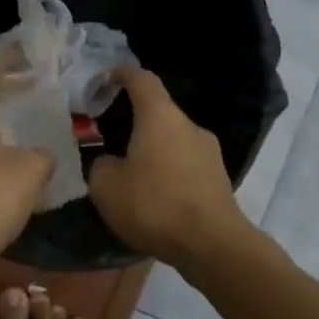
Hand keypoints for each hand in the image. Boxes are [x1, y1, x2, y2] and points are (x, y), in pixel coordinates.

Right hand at [89, 66, 248, 267]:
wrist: (213, 245)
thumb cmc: (154, 205)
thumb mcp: (106, 186)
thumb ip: (100, 165)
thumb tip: (110, 162)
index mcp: (160, 116)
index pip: (141, 79)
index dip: (120, 74)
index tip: (104, 79)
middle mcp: (188, 125)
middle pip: (158, 110)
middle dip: (133, 119)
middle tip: (109, 137)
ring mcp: (209, 151)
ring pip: (172, 139)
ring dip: (152, 148)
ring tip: (131, 173)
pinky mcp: (218, 177)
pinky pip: (185, 163)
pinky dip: (167, 170)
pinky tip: (155, 196)